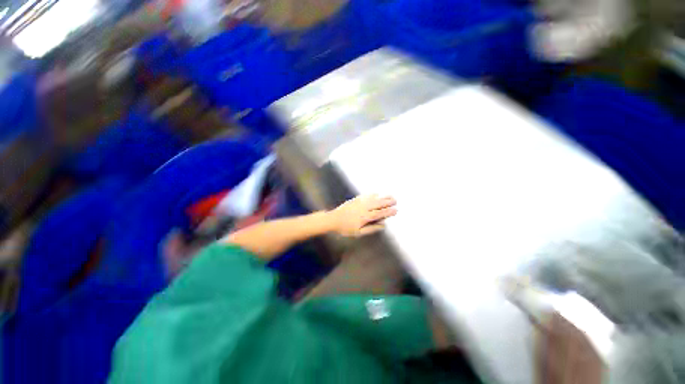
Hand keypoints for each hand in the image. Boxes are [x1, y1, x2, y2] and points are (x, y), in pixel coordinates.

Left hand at [328, 194, 396, 236]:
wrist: (333, 219)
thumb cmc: (346, 228)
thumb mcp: (359, 232)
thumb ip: (371, 228)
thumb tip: (383, 225)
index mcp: (365, 217)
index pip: (380, 213)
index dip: (389, 211)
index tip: (396, 210)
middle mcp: (364, 208)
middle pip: (378, 204)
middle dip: (388, 202)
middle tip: (396, 201)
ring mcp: (359, 202)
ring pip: (374, 198)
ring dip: (382, 196)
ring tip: (390, 195)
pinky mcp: (355, 199)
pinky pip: (366, 195)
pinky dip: (373, 194)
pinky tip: (377, 193)